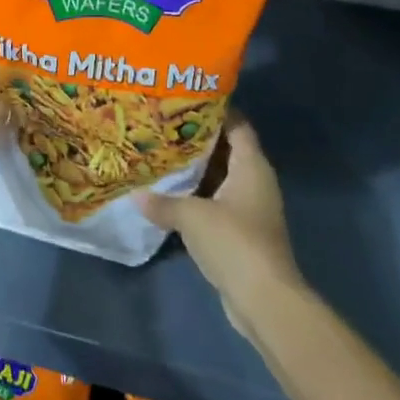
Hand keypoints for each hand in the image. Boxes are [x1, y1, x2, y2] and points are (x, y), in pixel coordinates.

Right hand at [137, 116, 303, 342]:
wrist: (264, 300)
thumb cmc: (234, 242)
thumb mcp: (192, 216)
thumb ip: (163, 202)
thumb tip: (136, 194)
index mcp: (252, 166)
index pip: (237, 124)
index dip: (215, 109)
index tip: (184, 100)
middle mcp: (255, 181)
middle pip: (226, 149)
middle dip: (196, 139)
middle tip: (162, 126)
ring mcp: (250, 208)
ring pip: (220, 177)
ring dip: (195, 169)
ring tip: (161, 155)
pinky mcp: (242, 232)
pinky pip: (216, 201)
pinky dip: (197, 195)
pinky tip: (169, 193)